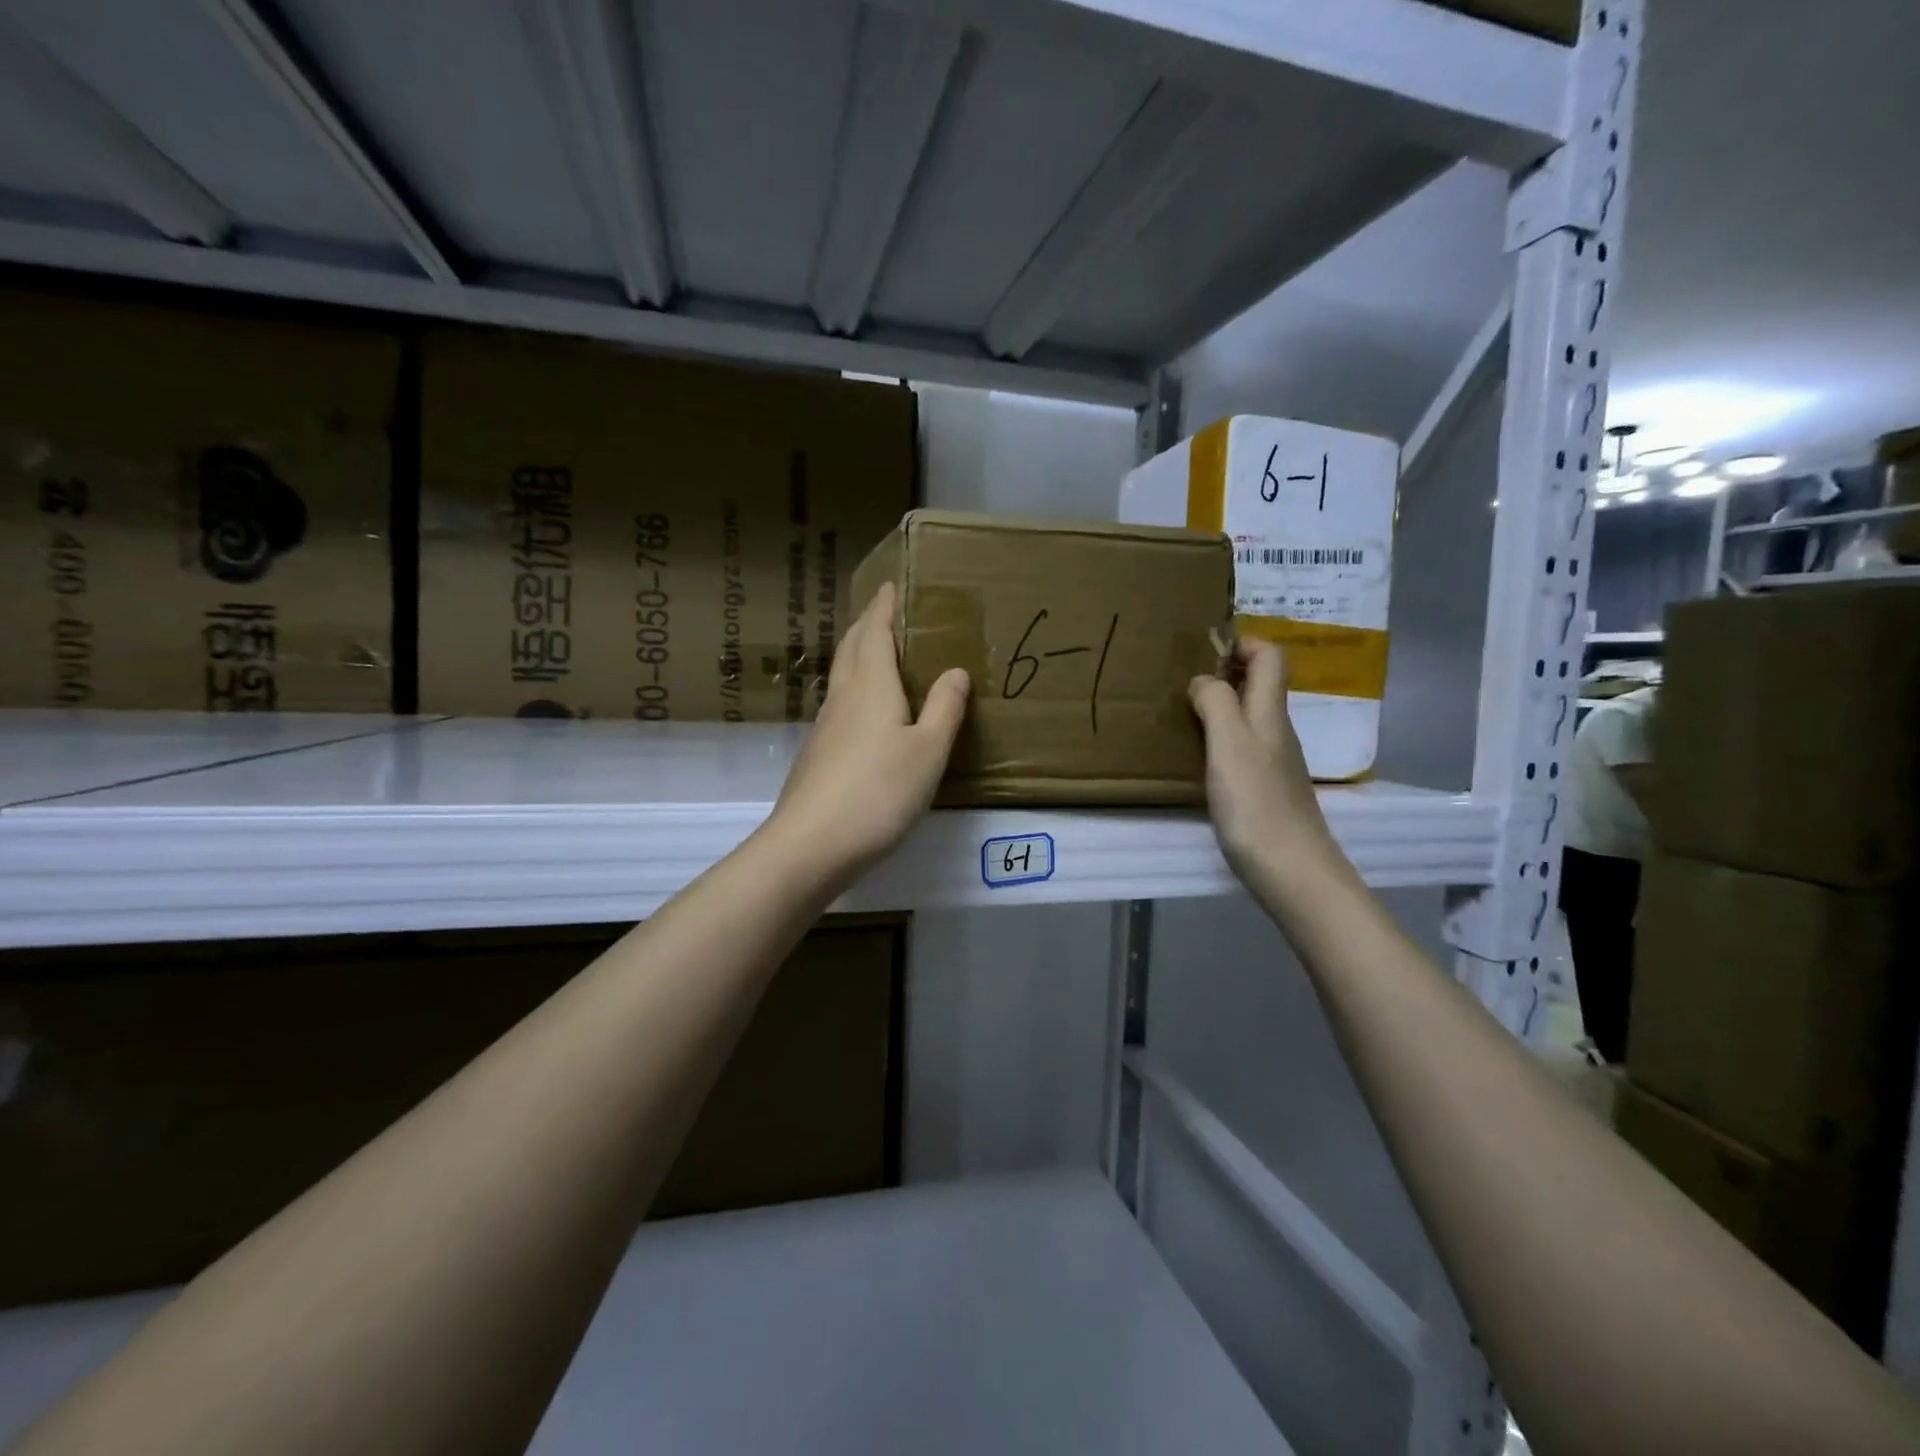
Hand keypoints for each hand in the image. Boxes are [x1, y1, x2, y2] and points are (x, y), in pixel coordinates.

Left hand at [766, 582, 969, 882]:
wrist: (812, 845)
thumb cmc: (878, 791)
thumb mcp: (928, 751)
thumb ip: (944, 709)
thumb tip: (955, 671)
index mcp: (870, 686)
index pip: (874, 633)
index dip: (883, 607)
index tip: (890, 585)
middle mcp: (842, 698)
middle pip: (850, 649)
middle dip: (866, 625)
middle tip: (885, 612)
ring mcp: (825, 728)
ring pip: (841, 678)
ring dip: (858, 657)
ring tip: (879, 654)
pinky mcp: (818, 756)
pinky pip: (840, 706)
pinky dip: (855, 691)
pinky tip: (867, 713)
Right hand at [1189, 640, 1341, 889]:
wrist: (1291, 870)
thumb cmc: (1256, 803)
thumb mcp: (1228, 744)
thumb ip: (1215, 703)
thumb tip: (1203, 679)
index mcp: (1270, 713)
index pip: (1270, 657)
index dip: (1242, 644)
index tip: (1204, 650)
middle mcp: (1277, 731)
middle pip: (1261, 684)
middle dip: (1226, 671)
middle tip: (1184, 680)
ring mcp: (1274, 761)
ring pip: (1251, 715)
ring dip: (1221, 704)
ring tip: (1184, 713)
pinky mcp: (1266, 789)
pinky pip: (1244, 746)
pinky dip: (1222, 738)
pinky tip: (1199, 756)